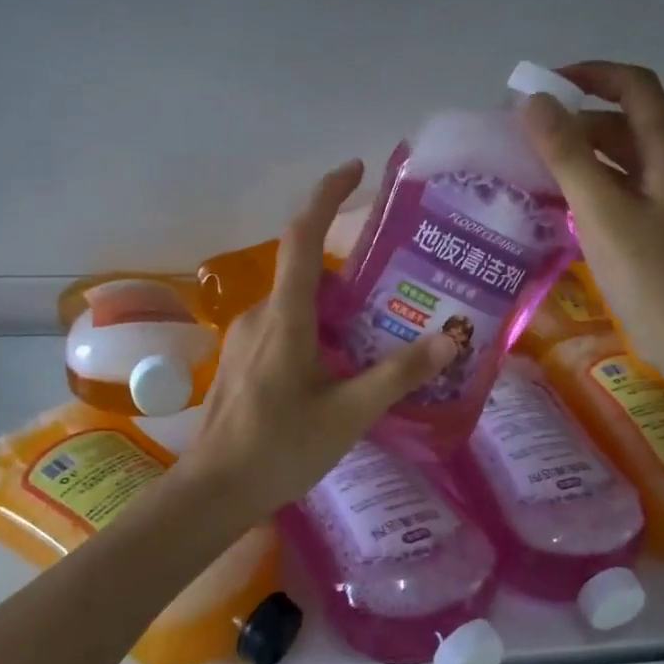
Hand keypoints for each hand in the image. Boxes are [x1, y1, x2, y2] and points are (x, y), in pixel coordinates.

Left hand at [180, 160, 455, 519]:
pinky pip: (288, 327)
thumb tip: (450, 338)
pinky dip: (320, 330)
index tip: (356, 170)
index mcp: (286, 316)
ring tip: (383, 330)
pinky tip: (345, 366)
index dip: (328, 195)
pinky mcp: (244, 360)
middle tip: (400, 287)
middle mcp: (262, 315)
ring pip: (300, 304)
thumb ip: (398, 374)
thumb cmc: (279, 449)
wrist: (213, 492)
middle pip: (310, 272)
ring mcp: (247, 337)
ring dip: (339, 308)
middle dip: (353, 272)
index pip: (303, 235)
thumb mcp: (349, 413)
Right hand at [519, 62, 663, 389]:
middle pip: (625, 122)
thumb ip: (568, 155)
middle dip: (576, 118)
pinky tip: (559, 204)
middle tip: (525, 134)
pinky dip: (589, 186)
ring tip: (533, 166)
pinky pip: (620, 192)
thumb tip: (533, 100)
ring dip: (580, 154)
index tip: (543, 87)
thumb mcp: (602, 213)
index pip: (635, 87)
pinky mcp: (658, 231)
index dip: (591, 74)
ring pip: (621, 160)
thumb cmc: (651, 278)